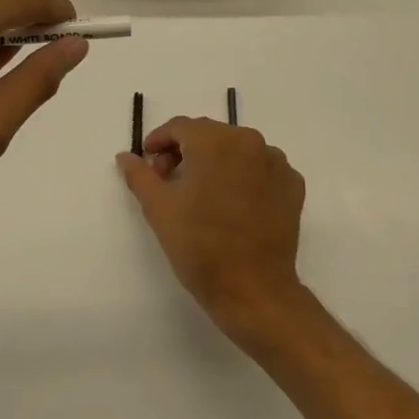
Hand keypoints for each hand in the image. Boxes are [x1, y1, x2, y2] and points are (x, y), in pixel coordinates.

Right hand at [117, 117, 307, 340]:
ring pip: (237, 149)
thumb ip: (140, 175)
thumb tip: (126, 156)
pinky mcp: (293, 184)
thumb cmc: (200, 246)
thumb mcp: (159, 208)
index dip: (159, 141)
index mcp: (215, 141)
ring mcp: (276, 162)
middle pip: (209, 135)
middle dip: (186, 151)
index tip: (148, 161)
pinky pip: (261, 168)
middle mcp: (249, 141)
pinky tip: (233, 202)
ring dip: (216, 162)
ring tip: (202, 193)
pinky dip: (245, 176)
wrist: (253, 290)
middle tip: (169, 180)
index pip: (180, 127)